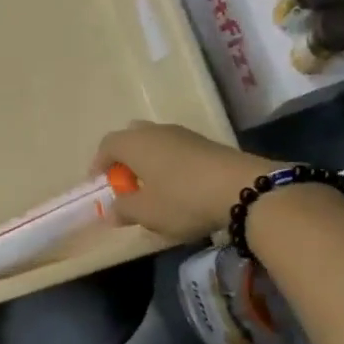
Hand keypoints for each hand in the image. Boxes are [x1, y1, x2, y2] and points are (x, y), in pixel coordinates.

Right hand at [93, 122, 280, 240]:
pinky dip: (169, 166)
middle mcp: (157, 131)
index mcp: (135, 143)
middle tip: (125, 185)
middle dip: (124, 161)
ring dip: (148, 164)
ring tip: (152, 191)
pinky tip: (178, 190)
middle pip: (132, 139)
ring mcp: (185, 135)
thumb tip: (112, 209)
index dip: (98, 165)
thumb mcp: (146, 212)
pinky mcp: (207, 145)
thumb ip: (124, 209)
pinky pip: (176, 151)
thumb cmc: (182, 199)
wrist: (244, 189)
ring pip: (156, 144)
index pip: (107, 145)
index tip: (100, 187)